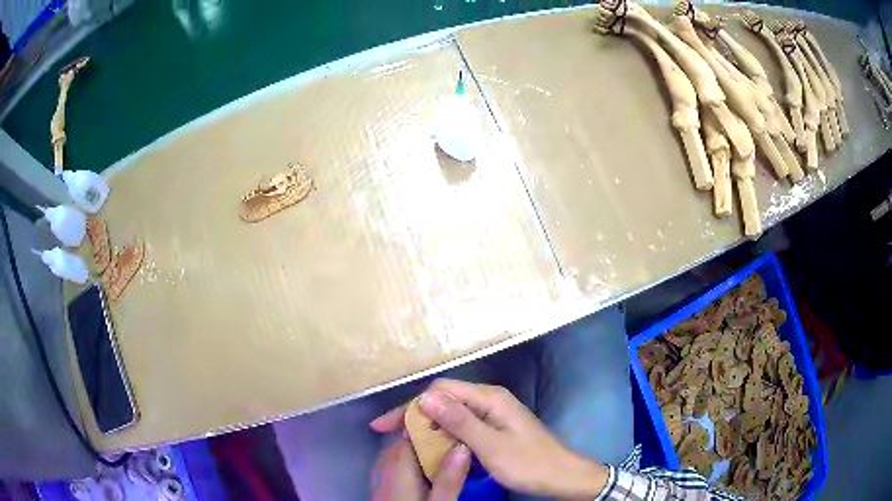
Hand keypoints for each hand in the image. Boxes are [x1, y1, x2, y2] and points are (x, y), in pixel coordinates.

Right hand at [371, 379, 607, 499]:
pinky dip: (444, 433)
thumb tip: (424, 398)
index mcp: (489, 398)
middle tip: (390, 434)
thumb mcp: (490, 445)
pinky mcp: (494, 426)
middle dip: (415, 415)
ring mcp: (492, 413)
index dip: (410, 406)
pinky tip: (433, 445)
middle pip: (444, 399)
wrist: (561, 475)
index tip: (385, 426)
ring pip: (451, 412)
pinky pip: (462, 424)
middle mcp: (489, 399)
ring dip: (428, 425)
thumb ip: (459, 421)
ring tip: (406, 442)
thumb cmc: (528, 462)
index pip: (439, 391)